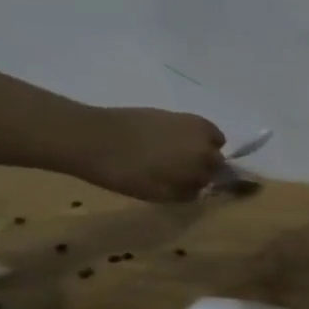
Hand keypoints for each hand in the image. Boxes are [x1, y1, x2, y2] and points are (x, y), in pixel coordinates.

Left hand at [63, 107, 226, 201]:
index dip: (202, 183)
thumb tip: (200, 189)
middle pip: (217, 159)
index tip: (188, 186)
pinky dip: (194, 134)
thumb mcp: (158, 194)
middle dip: (204, 166)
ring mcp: (194, 127)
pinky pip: (200, 127)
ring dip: (202, 148)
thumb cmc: (124, 172)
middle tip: (179, 171)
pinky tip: (171, 139)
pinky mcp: (180, 115)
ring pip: (213, 141)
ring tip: (175, 154)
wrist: (90, 137)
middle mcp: (207, 145)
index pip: (217, 179)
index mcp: (203, 167)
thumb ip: (186, 193)